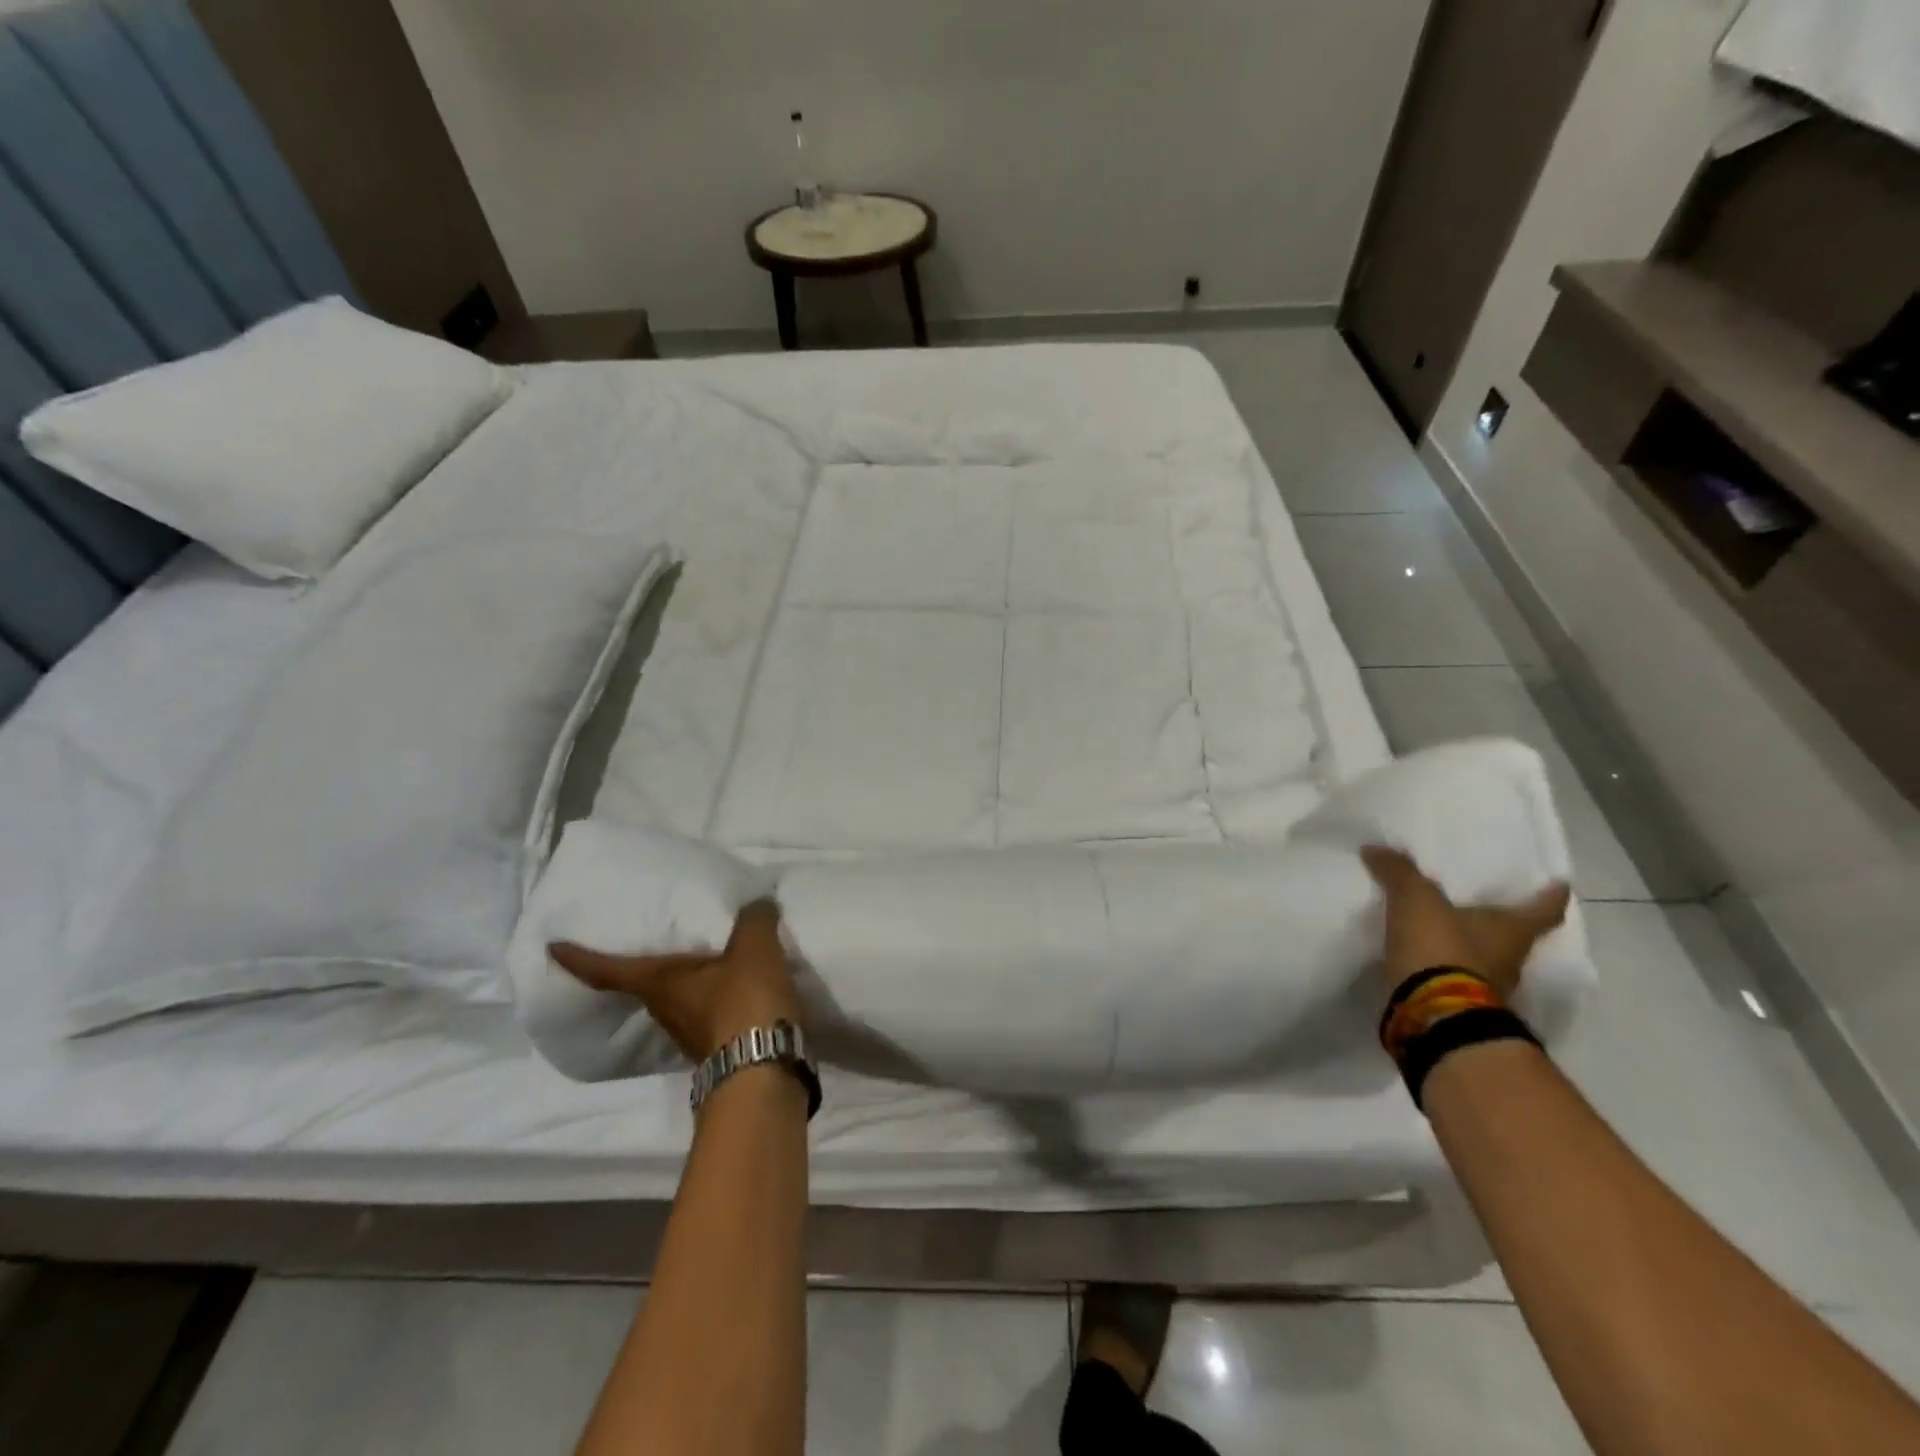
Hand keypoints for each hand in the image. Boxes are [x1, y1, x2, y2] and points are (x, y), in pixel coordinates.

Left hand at [549, 900, 801, 1062]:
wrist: (765, 1071)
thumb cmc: (744, 1002)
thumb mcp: (754, 948)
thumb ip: (753, 919)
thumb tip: (757, 905)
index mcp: (659, 985)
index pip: (608, 971)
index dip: (579, 958)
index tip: (552, 948)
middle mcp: (665, 1011)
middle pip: (644, 986)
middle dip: (641, 968)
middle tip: (648, 941)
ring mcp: (690, 1035)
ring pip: (678, 1001)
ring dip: (685, 984)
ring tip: (704, 961)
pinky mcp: (719, 1049)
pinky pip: (709, 1013)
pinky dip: (716, 998)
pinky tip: (737, 987)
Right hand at [1362, 846, 1570, 1000]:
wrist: (1433, 1014)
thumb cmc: (1441, 948)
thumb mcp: (1415, 899)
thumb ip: (1399, 872)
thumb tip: (1376, 849)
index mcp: (1512, 930)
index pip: (1544, 909)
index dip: (1551, 895)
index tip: (1559, 884)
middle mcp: (1510, 959)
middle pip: (1513, 934)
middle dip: (1500, 920)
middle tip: (1483, 901)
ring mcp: (1488, 987)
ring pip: (1485, 957)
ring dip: (1469, 944)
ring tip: (1443, 927)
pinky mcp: (1460, 1004)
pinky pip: (1455, 976)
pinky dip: (1444, 965)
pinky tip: (1423, 955)